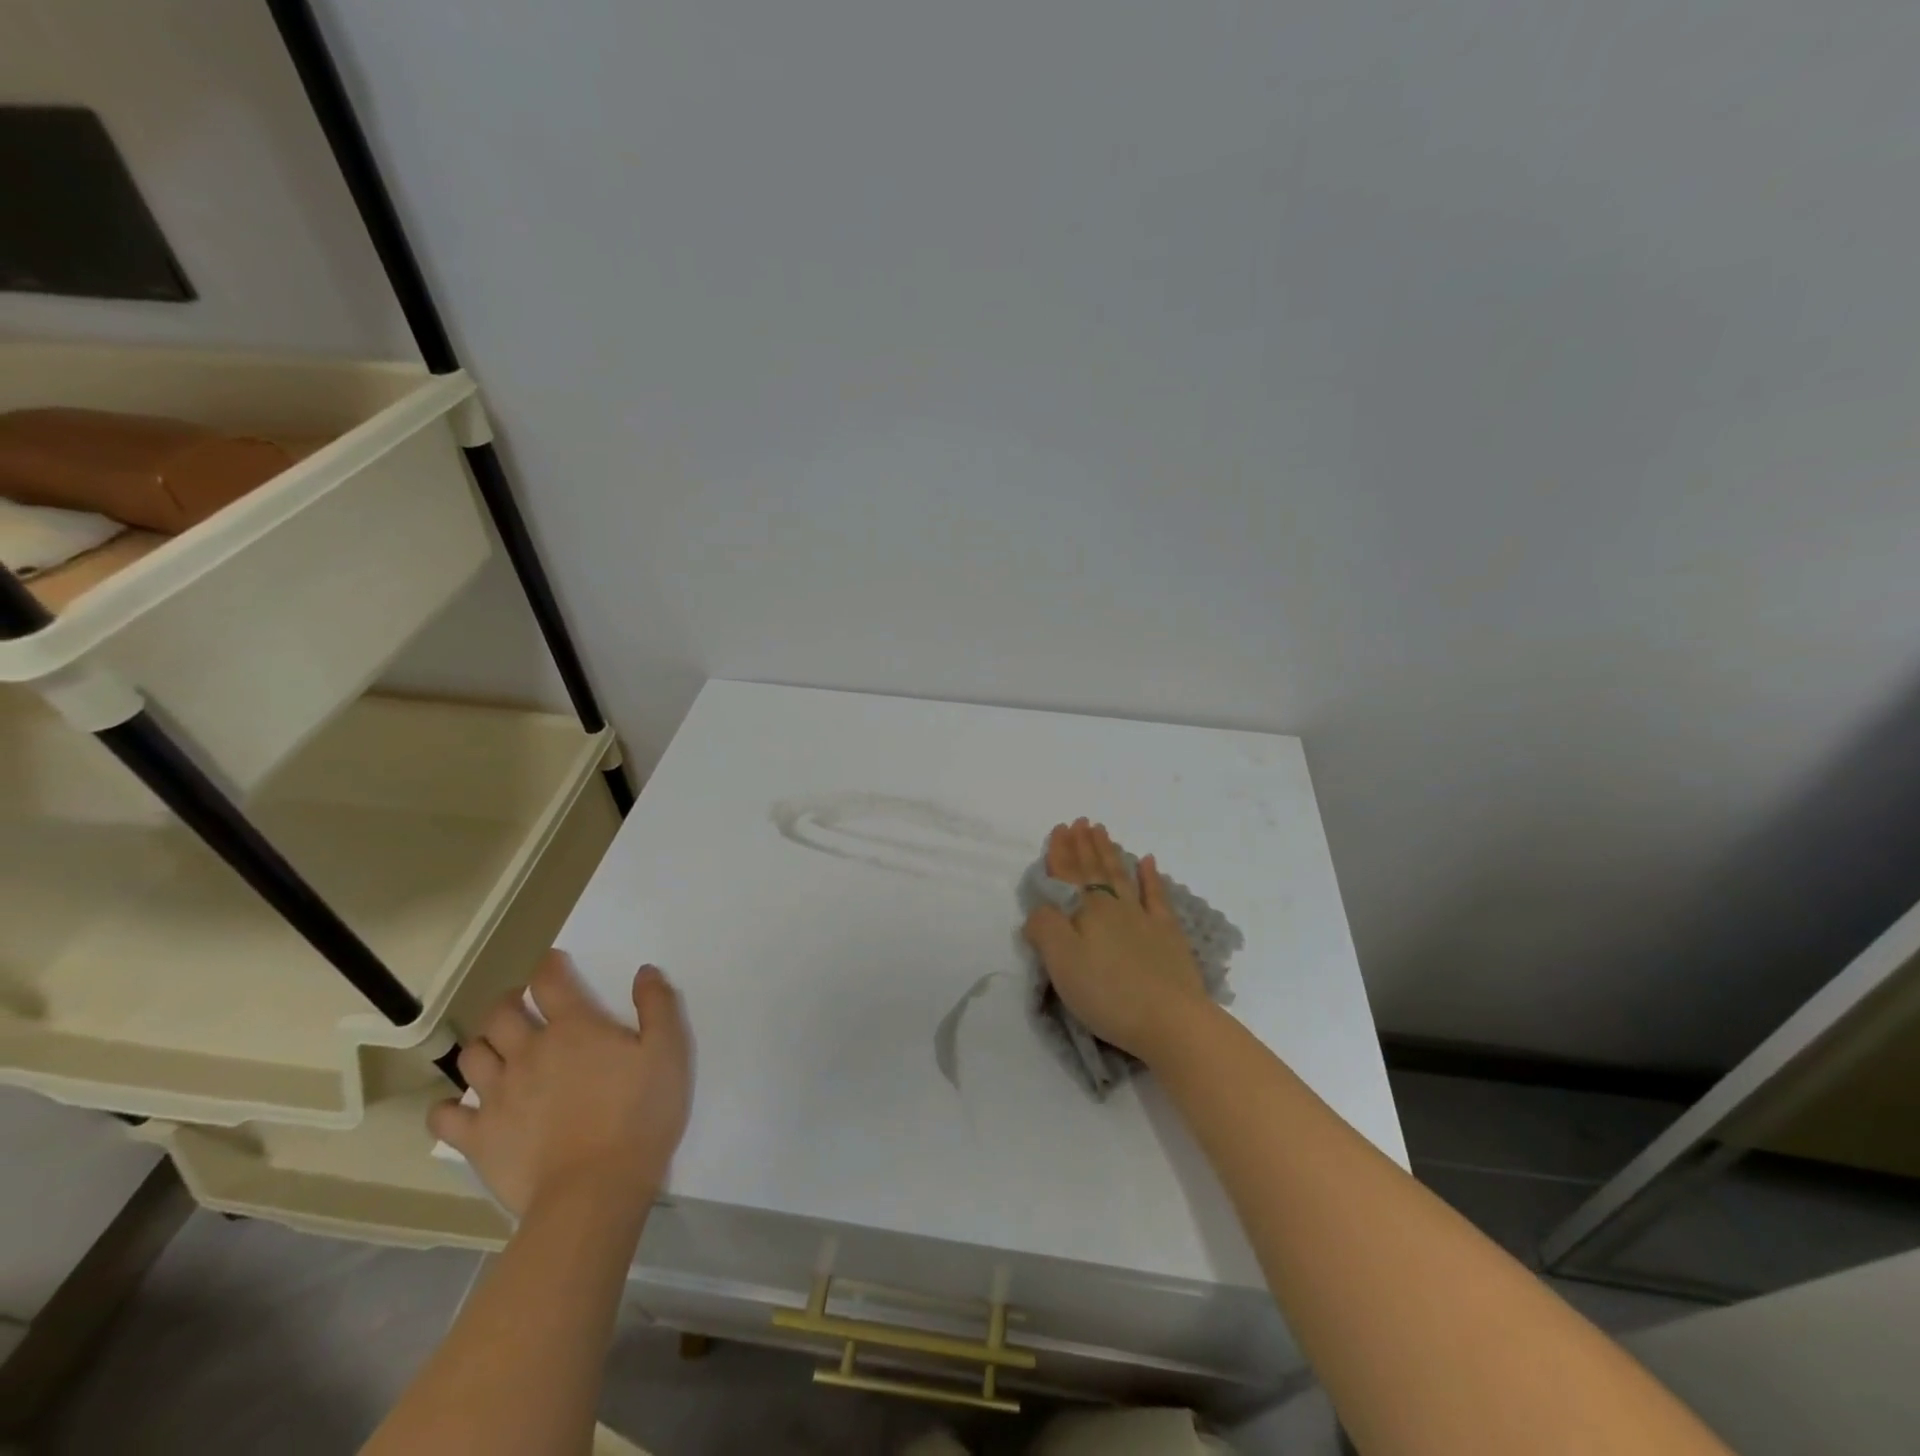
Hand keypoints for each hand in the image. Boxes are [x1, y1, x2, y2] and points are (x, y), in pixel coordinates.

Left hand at [429, 951, 692, 1220]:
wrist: (596, 1190)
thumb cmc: (640, 1115)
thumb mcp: (668, 1052)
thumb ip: (658, 1006)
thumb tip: (644, 972)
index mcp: (573, 1028)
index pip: (549, 981)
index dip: (549, 966)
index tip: (553, 964)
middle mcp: (528, 1052)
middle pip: (501, 1014)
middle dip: (508, 1002)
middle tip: (521, 1006)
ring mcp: (497, 1095)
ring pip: (472, 1056)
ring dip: (483, 1046)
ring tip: (497, 1052)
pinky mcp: (478, 1138)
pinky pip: (445, 1117)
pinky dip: (448, 1108)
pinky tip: (461, 1108)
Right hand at [1021, 819, 1212, 1065]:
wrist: (1170, 1020)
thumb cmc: (1108, 994)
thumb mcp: (1061, 963)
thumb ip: (1044, 929)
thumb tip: (1040, 910)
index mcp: (1087, 912)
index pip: (1068, 876)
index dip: (1061, 852)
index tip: (1060, 828)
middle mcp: (1115, 907)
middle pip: (1095, 870)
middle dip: (1085, 845)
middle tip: (1081, 822)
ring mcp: (1145, 919)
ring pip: (1122, 876)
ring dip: (1110, 853)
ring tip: (1103, 832)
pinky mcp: (1168, 935)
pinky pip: (1157, 897)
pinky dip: (1150, 877)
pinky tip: (1147, 861)